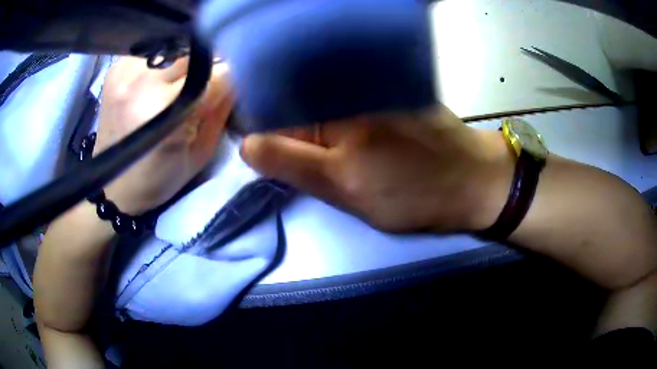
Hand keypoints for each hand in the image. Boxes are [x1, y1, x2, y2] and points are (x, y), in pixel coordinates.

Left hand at [94, 57, 232, 214]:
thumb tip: (239, 75)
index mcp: (165, 110)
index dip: (232, 77)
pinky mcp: (117, 67)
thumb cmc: (157, 178)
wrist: (112, 184)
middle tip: (202, 90)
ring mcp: (126, 70)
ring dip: (183, 66)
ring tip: (174, 88)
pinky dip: (162, 64)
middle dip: (207, 69)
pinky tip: (155, 83)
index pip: (219, 72)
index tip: (234, 84)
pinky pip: (154, 52)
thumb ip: (221, 110)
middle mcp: (143, 82)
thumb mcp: (200, 153)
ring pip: (176, 50)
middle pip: (196, 55)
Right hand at [241, 106, 513, 232]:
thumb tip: (247, 144)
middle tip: (306, 165)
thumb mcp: (347, 189)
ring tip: (334, 158)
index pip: (272, 115)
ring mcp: (367, 89)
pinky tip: (349, 143)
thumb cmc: (415, 192)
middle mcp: (343, 89)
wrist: (474, 181)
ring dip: (312, 133)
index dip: (262, 137)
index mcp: (330, 111)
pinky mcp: (386, 95)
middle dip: (286, 136)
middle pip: (293, 109)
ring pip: (318, 110)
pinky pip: (344, 108)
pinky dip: (336, 125)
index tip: (265, 160)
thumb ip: (292, 164)